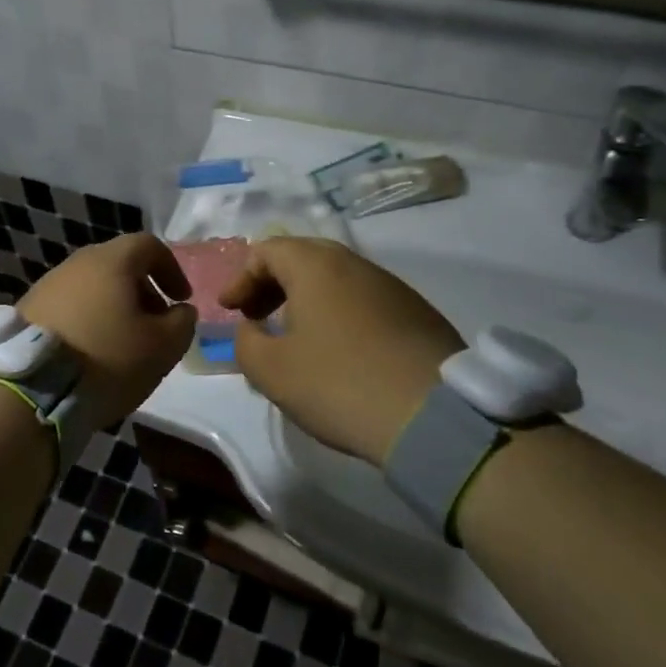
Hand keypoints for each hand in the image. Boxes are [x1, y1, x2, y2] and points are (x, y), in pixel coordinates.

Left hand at [20, 234, 197, 427]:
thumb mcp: (162, 347)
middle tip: (155, 325)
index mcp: (111, 261)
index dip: (171, 269)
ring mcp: (46, 286)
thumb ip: (182, 323)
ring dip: (113, 308)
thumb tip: (180, 311)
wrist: (31, 387)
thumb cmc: (107, 358)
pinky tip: (90, 353)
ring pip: (92, 287)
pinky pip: (69, 307)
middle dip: (142, 291)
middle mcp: (76, 263)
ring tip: (123, 344)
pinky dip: (87, 321)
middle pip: (118, 265)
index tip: (181, 300)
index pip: (149, 245)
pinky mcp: (27, 311)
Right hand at [221, 238, 464, 466]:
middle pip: (302, 258)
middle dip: (272, 284)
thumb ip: (245, 342)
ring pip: (336, 279)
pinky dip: (337, 314)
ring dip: (306, 299)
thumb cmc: (340, 384)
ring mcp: (392, 286)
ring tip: (295, 337)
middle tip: (256, 316)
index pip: (267, 250)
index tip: (230, 311)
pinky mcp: (417, 313)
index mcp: (316, 266)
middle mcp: (355, 264)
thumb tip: (250, 328)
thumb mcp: (271, 370)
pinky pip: (363, 300)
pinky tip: (338, 352)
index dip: (241, 278)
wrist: (435, 416)